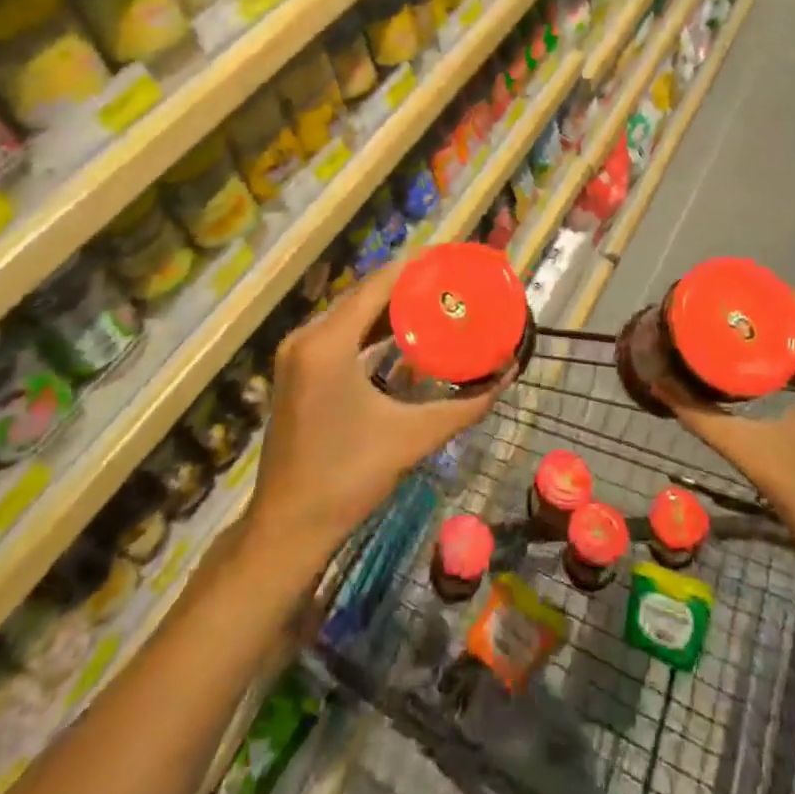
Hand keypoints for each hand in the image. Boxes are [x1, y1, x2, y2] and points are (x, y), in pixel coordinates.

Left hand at [249, 265, 503, 561]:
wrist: (287, 529)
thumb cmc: (347, 479)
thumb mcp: (412, 438)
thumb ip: (464, 406)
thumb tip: (507, 376)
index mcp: (328, 343)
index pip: (378, 284)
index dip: (417, 269)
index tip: (454, 264)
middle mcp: (307, 337)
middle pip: (364, 295)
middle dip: (409, 288)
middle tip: (453, 287)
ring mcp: (297, 353)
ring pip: (351, 313)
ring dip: (390, 309)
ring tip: (436, 304)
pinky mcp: (297, 370)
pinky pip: (339, 333)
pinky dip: (370, 330)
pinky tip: (403, 337)